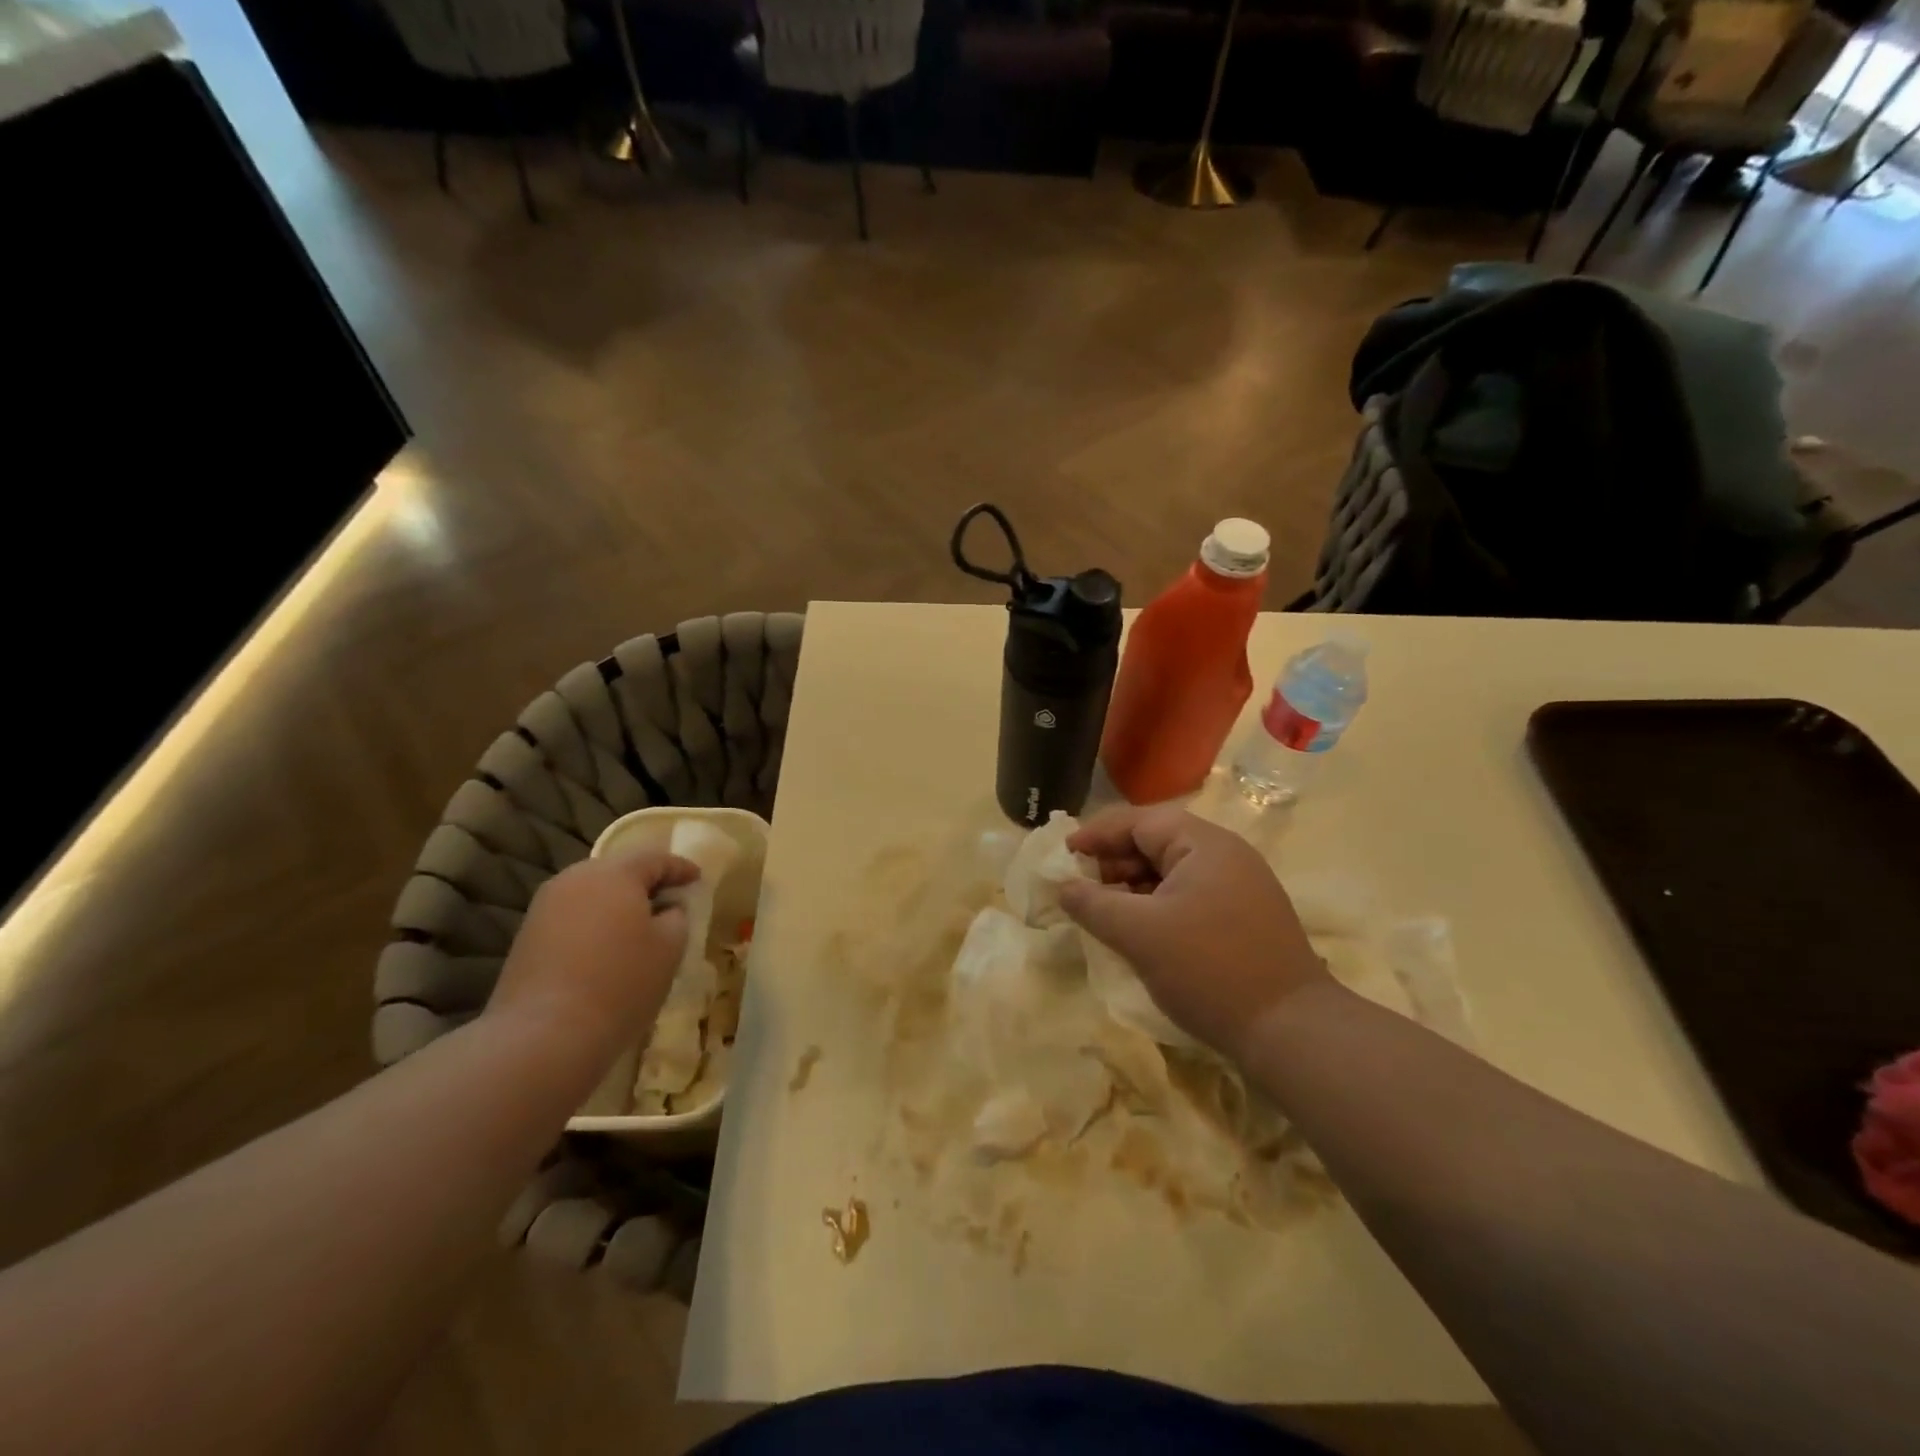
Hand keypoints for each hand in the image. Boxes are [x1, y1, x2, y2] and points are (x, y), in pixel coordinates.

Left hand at [487, 850, 699, 1060]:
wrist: (543, 1036)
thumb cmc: (621, 982)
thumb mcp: (670, 947)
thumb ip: (676, 917)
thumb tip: (666, 910)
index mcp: (614, 873)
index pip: (655, 858)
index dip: (680, 867)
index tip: (698, 879)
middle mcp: (575, 879)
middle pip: (618, 870)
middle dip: (645, 882)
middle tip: (669, 900)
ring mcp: (545, 907)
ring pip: (591, 893)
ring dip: (617, 904)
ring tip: (638, 926)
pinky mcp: (527, 936)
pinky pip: (572, 916)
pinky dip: (594, 923)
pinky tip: (606, 948)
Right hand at [1059, 806, 1330, 1060]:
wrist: (1290, 1031)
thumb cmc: (1208, 968)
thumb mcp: (1138, 933)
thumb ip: (1093, 904)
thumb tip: (1063, 887)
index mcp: (1203, 844)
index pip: (1138, 821)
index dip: (1096, 835)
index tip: (1063, 855)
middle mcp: (1226, 855)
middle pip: (1156, 842)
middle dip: (1114, 862)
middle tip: (1081, 888)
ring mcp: (1240, 886)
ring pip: (1172, 872)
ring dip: (1134, 886)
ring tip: (1105, 912)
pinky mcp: (1245, 917)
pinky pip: (1190, 896)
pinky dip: (1158, 905)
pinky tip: (1140, 931)